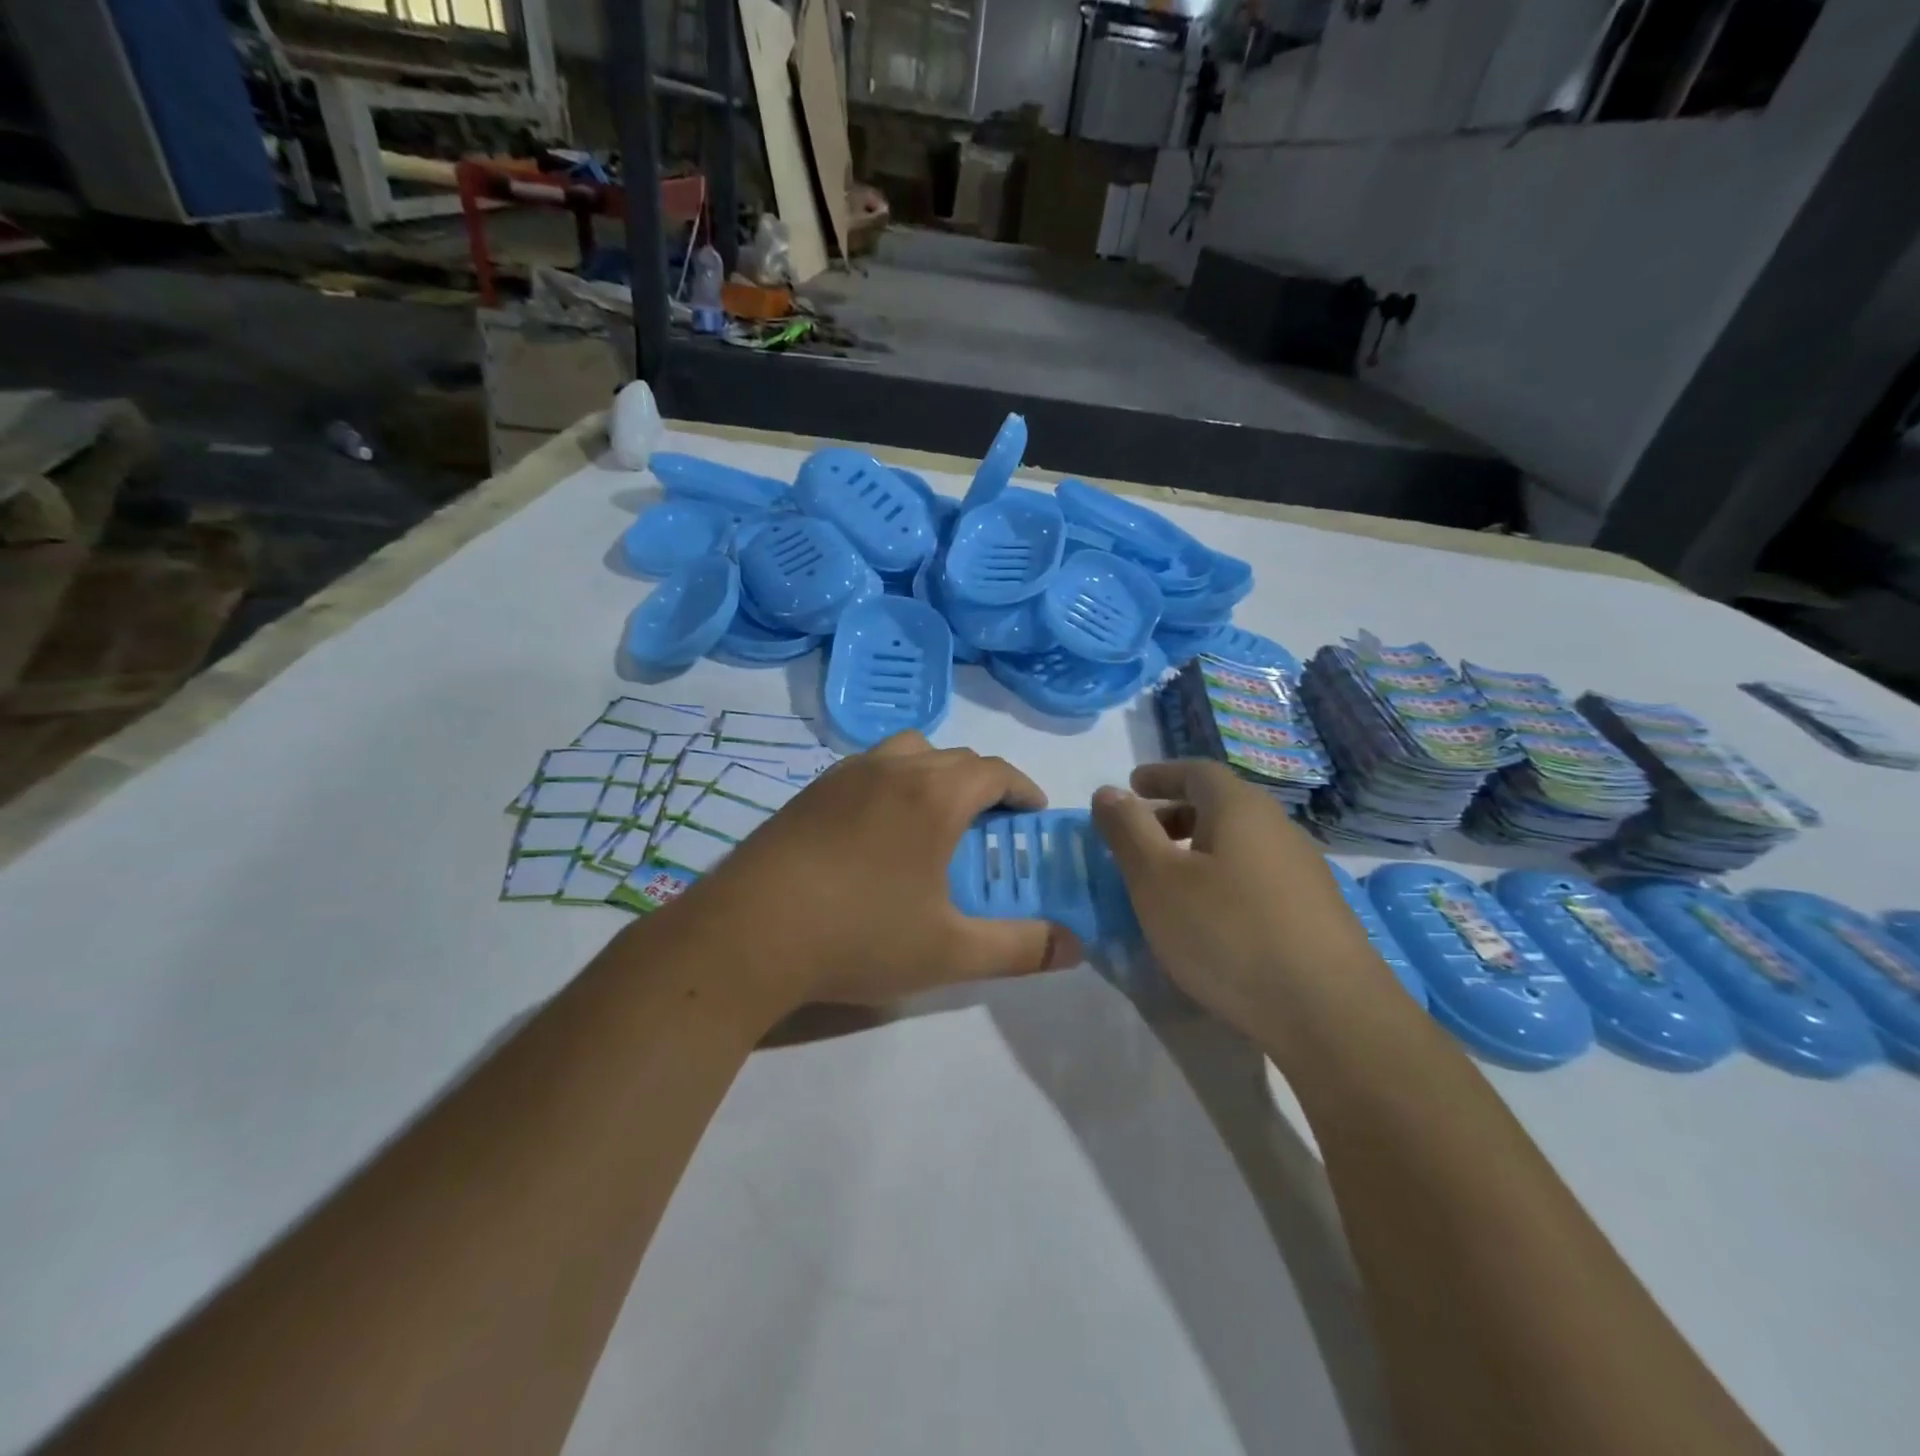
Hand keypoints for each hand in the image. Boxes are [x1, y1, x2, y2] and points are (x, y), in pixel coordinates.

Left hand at [659, 733, 1082, 1021]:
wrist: (747, 934)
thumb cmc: (859, 935)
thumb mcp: (950, 952)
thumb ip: (1021, 947)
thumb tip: (1076, 946)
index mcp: (934, 794)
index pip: (996, 771)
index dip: (1023, 789)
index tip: (1033, 815)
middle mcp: (892, 768)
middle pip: (954, 757)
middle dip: (983, 784)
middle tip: (989, 828)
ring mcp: (845, 774)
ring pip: (907, 752)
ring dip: (934, 774)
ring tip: (933, 820)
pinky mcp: (809, 791)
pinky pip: (869, 768)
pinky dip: (893, 783)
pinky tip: (878, 833)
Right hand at [1091, 761, 1392, 1039]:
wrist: (1331, 1013)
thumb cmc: (1228, 933)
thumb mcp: (1157, 880)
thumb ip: (1128, 831)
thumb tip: (1108, 791)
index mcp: (1240, 808)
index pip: (1197, 771)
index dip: (1161, 775)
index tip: (1132, 786)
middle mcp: (1278, 828)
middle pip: (1221, 805)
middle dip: (1176, 814)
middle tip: (1142, 839)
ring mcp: (1305, 871)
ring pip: (1241, 843)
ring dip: (1201, 850)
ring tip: (1171, 883)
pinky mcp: (1318, 912)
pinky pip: (1258, 876)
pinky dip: (1225, 879)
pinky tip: (1213, 919)